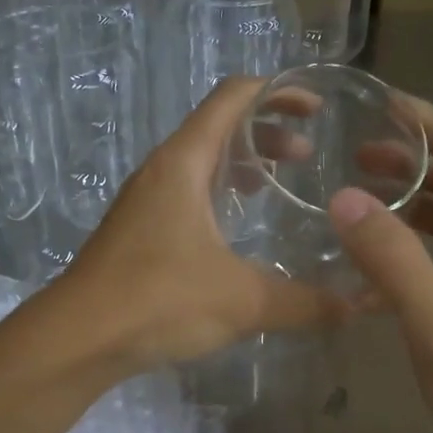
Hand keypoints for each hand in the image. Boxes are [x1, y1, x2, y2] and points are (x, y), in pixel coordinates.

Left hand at [52, 77, 347, 374]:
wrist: (77, 339)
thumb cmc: (158, 301)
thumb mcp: (243, 300)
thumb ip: (304, 302)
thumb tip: (355, 308)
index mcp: (183, 162)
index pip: (233, 97)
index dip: (277, 92)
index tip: (316, 108)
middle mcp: (161, 171)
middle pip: (218, 127)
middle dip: (267, 133)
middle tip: (307, 157)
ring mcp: (144, 201)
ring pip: (200, 163)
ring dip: (241, 165)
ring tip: (278, 186)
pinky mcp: (137, 232)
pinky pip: (186, 194)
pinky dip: (219, 195)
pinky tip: (237, 231)